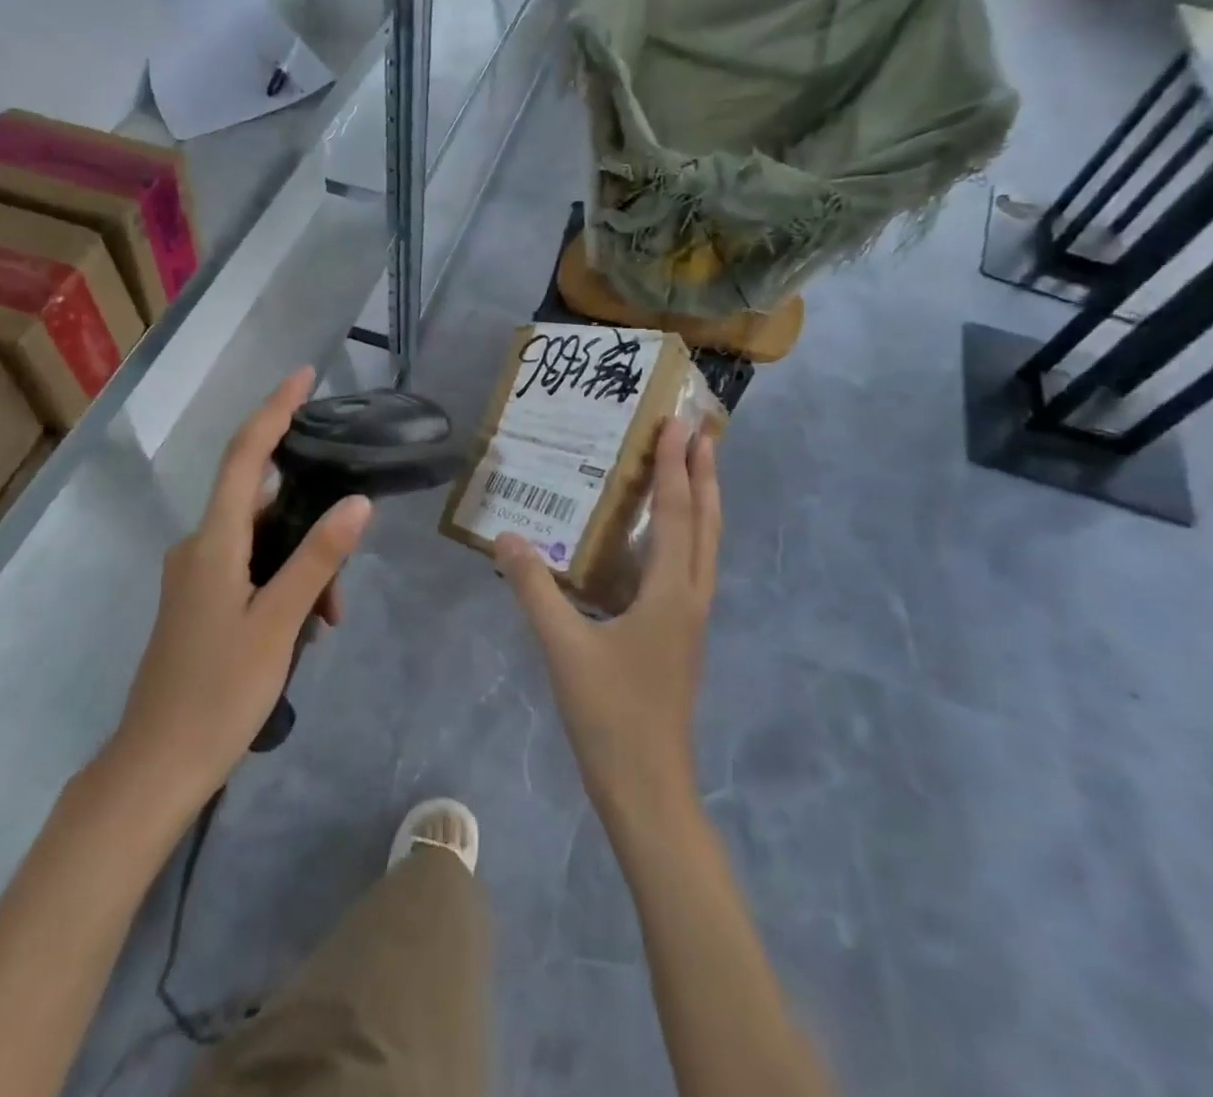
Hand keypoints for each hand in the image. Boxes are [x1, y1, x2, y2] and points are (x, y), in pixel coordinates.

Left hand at [107, 368, 371, 813]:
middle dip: (312, 529)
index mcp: (213, 542)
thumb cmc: (218, 693)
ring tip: (326, 623)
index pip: (247, 456)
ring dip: (301, 569)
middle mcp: (199, 546)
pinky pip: (249, 570)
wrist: (155, 766)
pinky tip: (302, 630)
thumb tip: (357, 503)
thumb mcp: (279, 625)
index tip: (305, 376)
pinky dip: (281, 586)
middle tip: (342, 585)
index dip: (275, 410)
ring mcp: (195, 574)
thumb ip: (318, 560)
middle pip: (264, 506)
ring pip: (262, 545)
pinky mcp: (198, 600)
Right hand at [496, 421, 719, 823]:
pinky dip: (684, 538)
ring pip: (703, 548)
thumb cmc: (610, 715)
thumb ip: (534, 589)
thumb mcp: (563, 648)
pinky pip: (688, 570)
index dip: (676, 465)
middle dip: (704, 474)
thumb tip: (507, 536)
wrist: (648, 789)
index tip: (678, 422)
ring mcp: (689, 621)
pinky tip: (656, 543)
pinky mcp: (679, 639)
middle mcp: (690, 598)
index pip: (676, 513)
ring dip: (701, 504)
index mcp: (670, 593)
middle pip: (705, 523)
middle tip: (700, 432)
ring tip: (691, 470)